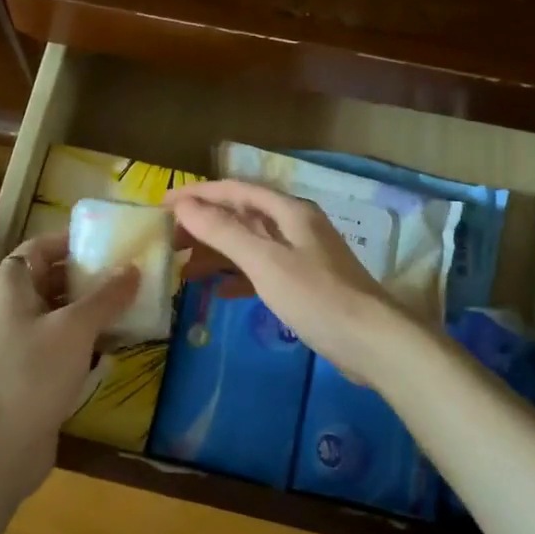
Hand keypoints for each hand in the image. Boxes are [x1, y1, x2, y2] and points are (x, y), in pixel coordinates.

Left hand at [0, 231, 139, 495]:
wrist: (2, 444)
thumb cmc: (35, 372)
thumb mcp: (76, 327)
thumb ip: (107, 295)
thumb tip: (134, 268)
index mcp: (8, 284)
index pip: (41, 245)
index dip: (75, 239)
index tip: (113, 241)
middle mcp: (7, 305)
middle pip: (51, 276)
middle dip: (91, 274)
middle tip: (131, 272)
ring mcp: (15, 338)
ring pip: (58, 309)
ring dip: (92, 306)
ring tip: (132, 302)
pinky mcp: (27, 366)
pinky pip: (59, 338)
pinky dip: (85, 334)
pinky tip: (117, 340)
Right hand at [166, 180, 406, 382]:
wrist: (372, 342)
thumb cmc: (316, 296)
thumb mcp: (264, 261)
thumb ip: (223, 232)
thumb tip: (184, 206)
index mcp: (289, 211)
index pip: (235, 191)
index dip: (198, 195)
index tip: (162, 205)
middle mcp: (296, 226)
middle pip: (242, 217)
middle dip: (204, 227)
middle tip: (169, 242)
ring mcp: (302, 256)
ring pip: (250, 246)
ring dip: (217, 254)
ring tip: (184, 270)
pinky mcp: (305, 285)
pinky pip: (262, 271)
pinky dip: (238, 278)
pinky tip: (218, 292)